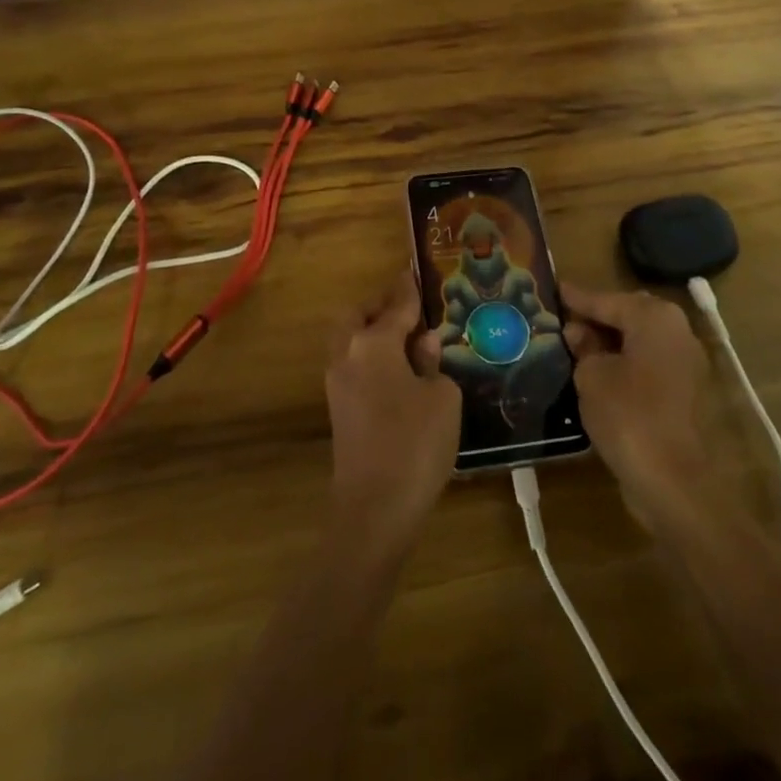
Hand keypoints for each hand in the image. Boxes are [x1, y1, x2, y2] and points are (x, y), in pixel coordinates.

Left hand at [324, 277, 460, 555]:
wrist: (374, 509)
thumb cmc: (415, 444)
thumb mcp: (442, 397)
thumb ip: (432, 363)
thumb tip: (422, 347)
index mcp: (373, 344)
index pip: (396, 305)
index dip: (409, 289)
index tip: (415, 271)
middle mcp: (348, 355)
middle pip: (357, 315)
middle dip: (379, 306)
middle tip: (408, 309)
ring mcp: (338, 383)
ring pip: (350, 340)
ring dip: (372, 332)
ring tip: (408, 340)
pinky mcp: (339, 409)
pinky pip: (353, 365)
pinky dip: (371, 357)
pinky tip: (399, 371)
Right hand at [562, 283, 717, 527]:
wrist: (673, 481)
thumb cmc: (628, 415)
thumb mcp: (592, 376)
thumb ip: (583, 347)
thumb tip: (578, 333)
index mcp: (655, 318)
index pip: (607, 300)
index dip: (578, 297)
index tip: (554, 288)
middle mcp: (677, 332)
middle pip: (628, 316)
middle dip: (597, 318)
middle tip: (563, 320)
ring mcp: (686, 364)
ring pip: (639, 342)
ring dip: (610, 344)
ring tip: (575, 346)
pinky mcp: (685, 394)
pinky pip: (647, 366)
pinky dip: (624, 365)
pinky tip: (597, 374)